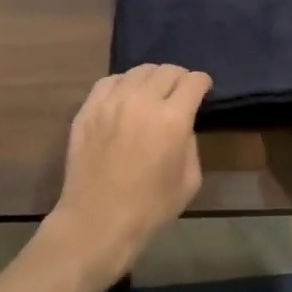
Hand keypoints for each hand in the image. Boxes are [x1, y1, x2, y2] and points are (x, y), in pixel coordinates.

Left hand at [48, 63, 212, 280]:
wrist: (98, 221)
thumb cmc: (150, 208)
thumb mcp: (189, 180)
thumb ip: (191, 143)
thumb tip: (182, 125)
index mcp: (172, 119)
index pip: (193, 81)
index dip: (203, 82)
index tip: (203, 89)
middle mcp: (142, 101)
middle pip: (166, 70)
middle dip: (179, 77)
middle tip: (180, 91)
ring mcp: (111, 102)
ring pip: (137, 71)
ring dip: (152, 78)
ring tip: (152, 91)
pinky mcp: (88, 109)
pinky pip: (109, 81)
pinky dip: (123, 83)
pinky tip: (125, 96)